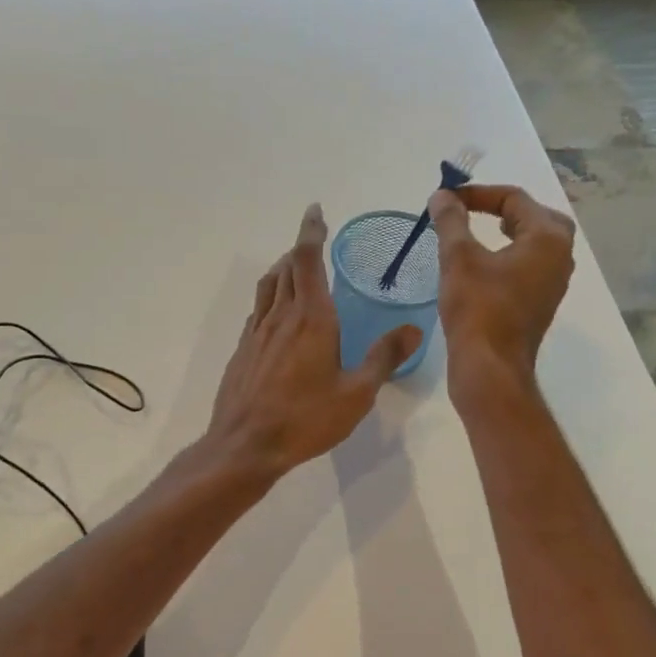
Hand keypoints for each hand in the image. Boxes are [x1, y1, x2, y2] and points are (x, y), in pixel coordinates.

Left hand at [205, 204, 421, 480]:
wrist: (245, 445)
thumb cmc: (305, 419)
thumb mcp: (356, 394)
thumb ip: (384, 358)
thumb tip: (413, 328)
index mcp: (311, 318)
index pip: (308, 259)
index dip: (311, 231)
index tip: (315, 211)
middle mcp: (281, 316)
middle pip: (287, 267)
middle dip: (301, 248)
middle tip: (314, 242)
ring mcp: (257, 332)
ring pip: (269, 285)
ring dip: (283, 268)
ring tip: (295, 268)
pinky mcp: (243, 350)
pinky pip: (258, 310)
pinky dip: (271, 297)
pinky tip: (278, 316)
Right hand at [427, 184, 575, 393]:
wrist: (490, 368)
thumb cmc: (477, 309)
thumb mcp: (458, 258)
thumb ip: (451, 221)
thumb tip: (442, 196)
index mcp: (547, 239)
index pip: (515, 199)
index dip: (478, 193)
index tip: (447, 200)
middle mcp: (560, 257)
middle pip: (536, 217)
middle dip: (504, 209)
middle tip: (474, 210)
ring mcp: (553, 283)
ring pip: (536, 243)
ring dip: (509, 232)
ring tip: (478, 233)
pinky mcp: (540, 304)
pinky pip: (530, 266)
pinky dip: (510, 256)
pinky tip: (483, 266)